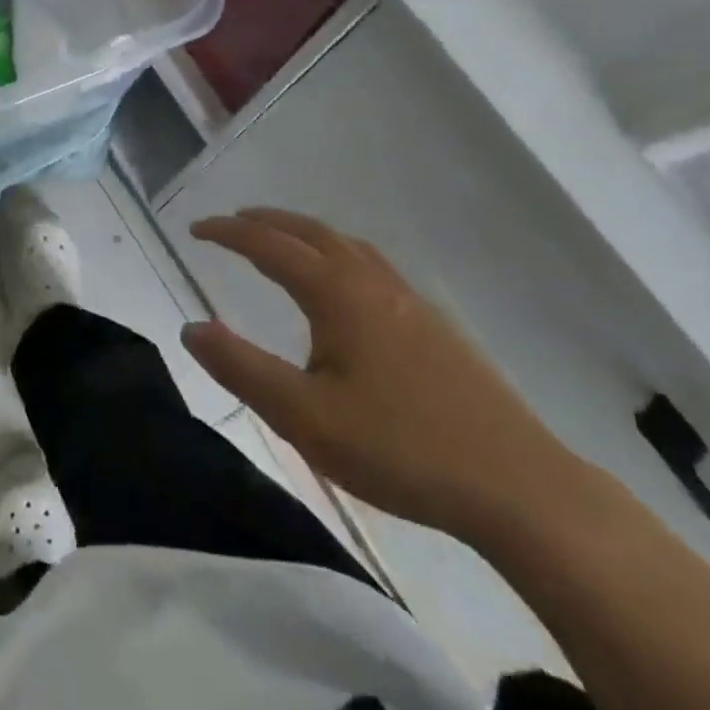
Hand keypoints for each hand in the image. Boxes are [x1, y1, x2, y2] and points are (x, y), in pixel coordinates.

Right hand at [183, 208, 592, 543]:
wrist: (518, 487)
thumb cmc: (400, 449)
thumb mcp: (303, 417)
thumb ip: (241, 368)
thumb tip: (191, 328)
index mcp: (339, 296)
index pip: (271, 247)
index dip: (229, 233)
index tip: (196, 229)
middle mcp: (374, 285)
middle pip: (313, 233)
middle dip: (268, 222)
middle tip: (233, 222)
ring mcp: (412, 303)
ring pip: (349, 247)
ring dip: (306, 234)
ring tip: (283, 242)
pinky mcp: (437, 328)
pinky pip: (374, 267)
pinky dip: (340, 255)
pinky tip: (346, 289)